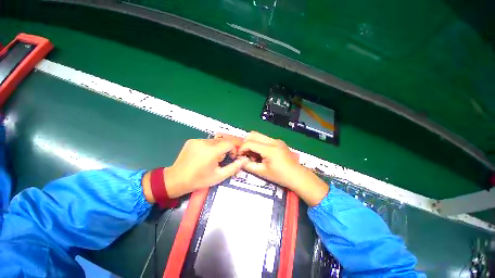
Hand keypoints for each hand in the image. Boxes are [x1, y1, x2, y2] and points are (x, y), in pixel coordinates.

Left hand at [143, 138, 248, 201]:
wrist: (176, 180)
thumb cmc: (199, 180)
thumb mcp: (219, 176)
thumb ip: (234, 167)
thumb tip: (244, 159)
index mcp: (211, 151)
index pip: (229, 143)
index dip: (233, 149)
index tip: (230, 157)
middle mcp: (204, 142)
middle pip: (222, 141)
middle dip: (225, 149)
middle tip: (221, 159)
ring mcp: (196, 140)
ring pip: (214, 141)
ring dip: (217, 148)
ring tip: (212, 158)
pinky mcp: (191, 141)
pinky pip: (206, 141)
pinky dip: (209, 147)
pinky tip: (204, 155)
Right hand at [238, 132, 328, 205]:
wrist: (297, 176)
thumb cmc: (280, 176)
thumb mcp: (262, 172)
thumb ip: (249, 166)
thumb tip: (239, 160)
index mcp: (270, 149)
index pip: (250, 143)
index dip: (242, 149)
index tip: (239, 156)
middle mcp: (273, 141)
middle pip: (253, 134)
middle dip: (246, 143)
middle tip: (245, 154)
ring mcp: (277, 140)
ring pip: (259, 136)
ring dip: (252, 143)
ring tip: (254, 156)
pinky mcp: (279, 142)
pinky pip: (265, 139)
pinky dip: (259, 145)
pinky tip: (262, 155)